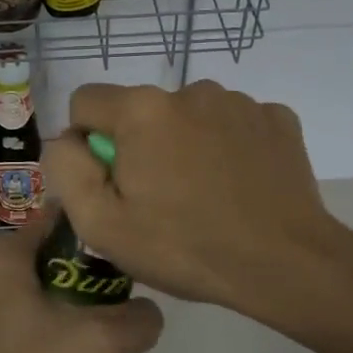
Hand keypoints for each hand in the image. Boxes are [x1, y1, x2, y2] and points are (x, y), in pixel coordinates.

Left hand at [0, 215, 164, 352]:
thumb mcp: (96, 344)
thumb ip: (137, 320)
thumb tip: (148, 316)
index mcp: (6, 259)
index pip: (57, 216)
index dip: (96, 226)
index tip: (128, 249)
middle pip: (58, 268)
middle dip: (97, 297)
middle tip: (123, 325)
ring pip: (47, 309)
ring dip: (82, 334)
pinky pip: (30, 339)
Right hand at [41, 81, 348, 319]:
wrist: (286, 263)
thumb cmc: (185, 248)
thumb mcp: (101, 224)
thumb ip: (66, 170)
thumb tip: (66, 140)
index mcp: (142, 110)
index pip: (86, 102)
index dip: (87, 143)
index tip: (110, 184)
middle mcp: (190, 90)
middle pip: (141, 112)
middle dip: (139, 147)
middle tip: (159, 201)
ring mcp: (240, 101)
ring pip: (189, 117)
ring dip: (185, 145)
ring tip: (205, 197)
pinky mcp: (277, 118)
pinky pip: (233, 125)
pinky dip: (228, 148)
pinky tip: (240, 187)